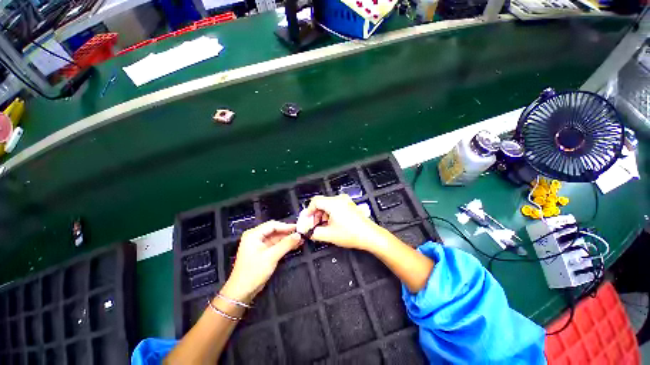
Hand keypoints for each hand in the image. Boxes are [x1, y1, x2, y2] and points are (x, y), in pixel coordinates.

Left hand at [221, 221, 300, 302]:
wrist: (241, 292)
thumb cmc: (254, 272)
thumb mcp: (271, 257)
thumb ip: (286, 244)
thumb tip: (299, 235)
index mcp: (254, 234)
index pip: (273, 225)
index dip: (286, 226)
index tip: (299, 228)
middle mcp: (256, 236)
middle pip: (274, 230)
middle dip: (288, 233)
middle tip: (301, 234)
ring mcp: (259, 244)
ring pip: (276, 238)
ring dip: (287, 239)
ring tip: (300, 240)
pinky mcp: (262, 252)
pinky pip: (275, 245)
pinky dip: (284, 245)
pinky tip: (294, 245)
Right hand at [297, 195, 384, 250]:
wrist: (370, 236)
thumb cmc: (350, 234)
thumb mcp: (329, 235)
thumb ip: (314, 233)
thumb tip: (307, 231)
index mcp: (333, 203)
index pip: (315, 201)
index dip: (308, 211)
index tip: (306, 221)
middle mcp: (339, 199)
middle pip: (321, 202)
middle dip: (315, 214)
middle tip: (313, 225)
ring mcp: (345, 201)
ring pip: (328, 205)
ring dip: (322, 215)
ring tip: (321, 226)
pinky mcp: (349, 205)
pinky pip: (335, 206)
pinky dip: (330, 214)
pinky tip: (330, 224)